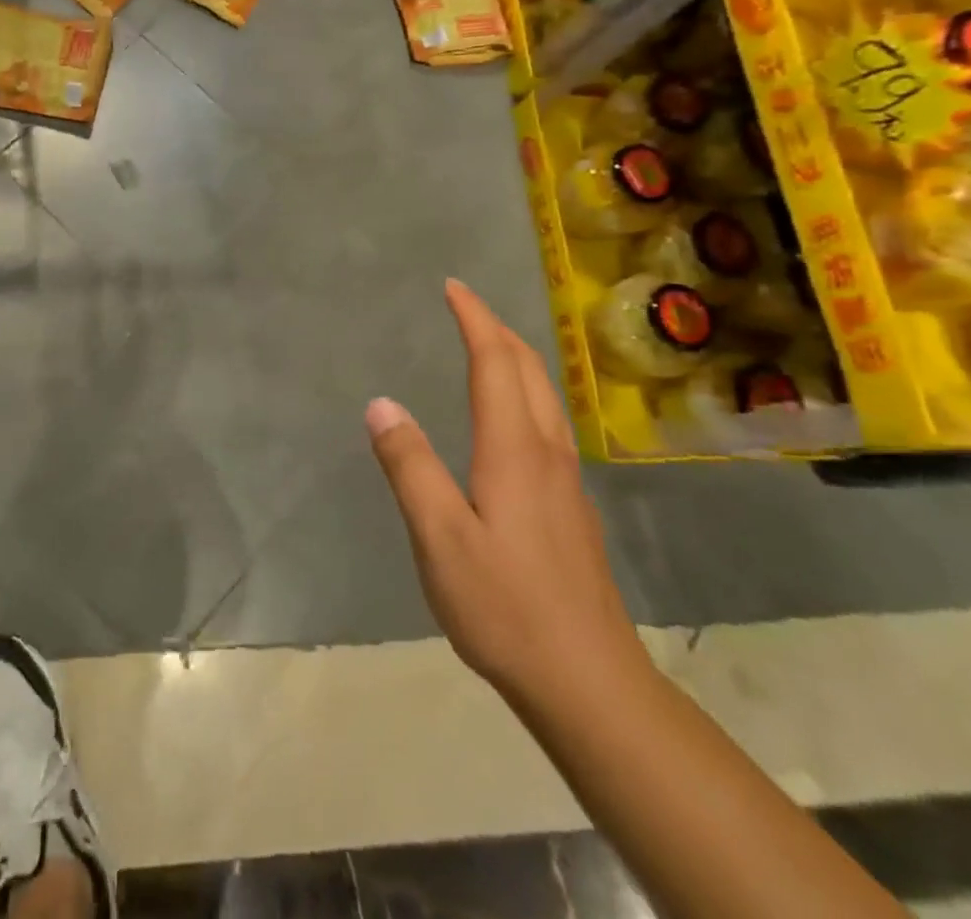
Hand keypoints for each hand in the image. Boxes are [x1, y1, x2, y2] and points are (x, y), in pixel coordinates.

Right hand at [367, 280, 647, 706]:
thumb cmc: (504, 605)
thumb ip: (410, 465)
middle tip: (465, 306)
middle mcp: (546, 452)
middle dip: (497, 329)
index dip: (474, 319)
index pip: (495, 363)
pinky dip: (524, 392)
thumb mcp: (439, 536)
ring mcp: (566, 482)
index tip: (452, 287)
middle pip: (530, 370)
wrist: (589, 682)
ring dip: (516, 358)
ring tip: (486, 345)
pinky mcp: (570, 508)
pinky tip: (510, 417)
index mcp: (513, 449)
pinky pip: (546, 423)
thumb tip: (381, 402)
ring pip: (545, 396)